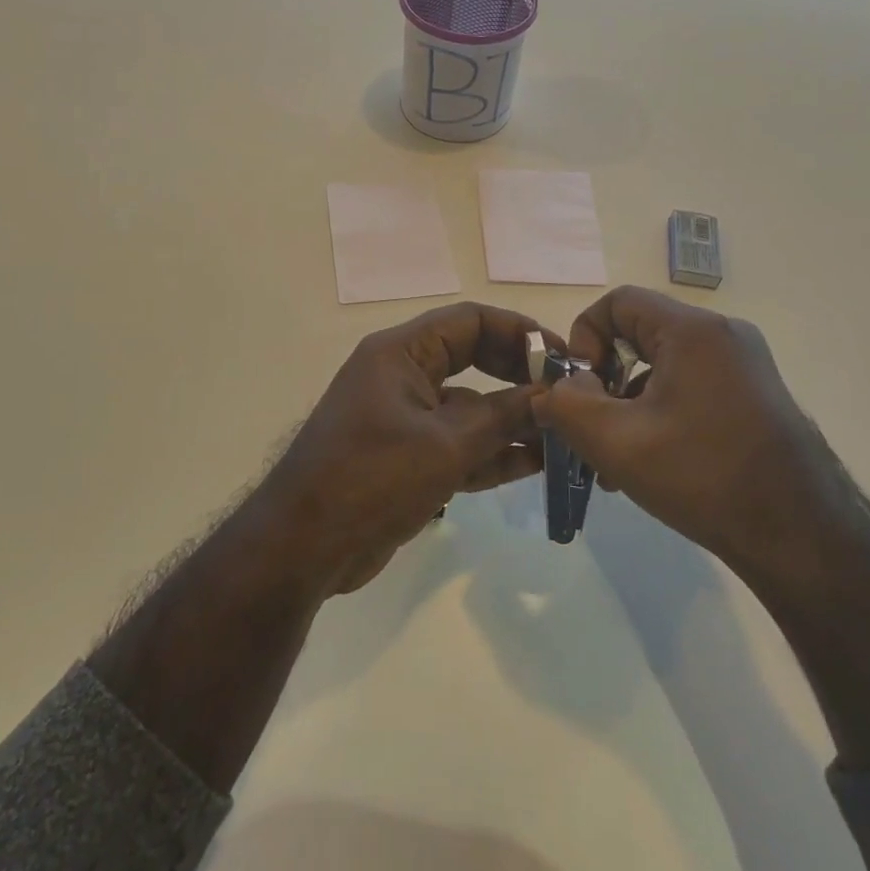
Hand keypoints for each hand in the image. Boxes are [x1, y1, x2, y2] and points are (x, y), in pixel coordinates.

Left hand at [249, 302, 552, 597]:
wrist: (304, 548)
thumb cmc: (372, 478)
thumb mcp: (445, 444)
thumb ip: (503, 416)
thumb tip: (552, 395)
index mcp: (401, 353)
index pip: (469, 322)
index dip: (519, 333)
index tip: (562, 357)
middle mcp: (403, 376)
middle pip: (473, 360)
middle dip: (519, 377)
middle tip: (565, 397)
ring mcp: (405, 418)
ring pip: (469, 407)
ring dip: (512, 420)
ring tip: (562, 435)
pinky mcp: (408, 457)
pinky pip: (458, 443)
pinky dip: (491, 452)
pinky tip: (534, 464)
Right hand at [536, 286, 852, 593]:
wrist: (803, 538)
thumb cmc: (703, 477)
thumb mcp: (616, 441)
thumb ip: (566, 404)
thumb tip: (556, 389)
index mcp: (693, 331)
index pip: (618, 302)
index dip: (584, 336)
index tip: (579, 387)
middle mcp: (723, 336)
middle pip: (639, 335)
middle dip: (604, 380)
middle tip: (591, 428)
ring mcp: (745, 368)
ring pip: (663, 368)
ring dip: (629, 406)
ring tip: (615, 463)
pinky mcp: (755, 398)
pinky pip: (689, 389)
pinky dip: (660, 416)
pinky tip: (650, 466)